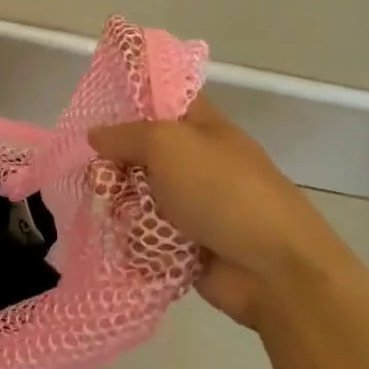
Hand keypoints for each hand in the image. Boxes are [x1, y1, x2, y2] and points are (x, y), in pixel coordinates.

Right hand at [89, 95, 344, 326]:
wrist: (274, 269)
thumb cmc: (222, 190)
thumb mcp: (167, 144)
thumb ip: (125, 135)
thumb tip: (95, 135)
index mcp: (200, 126)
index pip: (161, 99)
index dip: (130, 100)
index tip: (94, 112)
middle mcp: (195, 161)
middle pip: (139, 152)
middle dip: (113, 163)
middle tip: (98, 178)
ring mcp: (191, 204)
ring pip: (137, 194)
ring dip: (120, 205)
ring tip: (112, 215)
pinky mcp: (185, 244)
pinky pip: (144, 234)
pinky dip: (132, 239)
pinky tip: (121, 242)